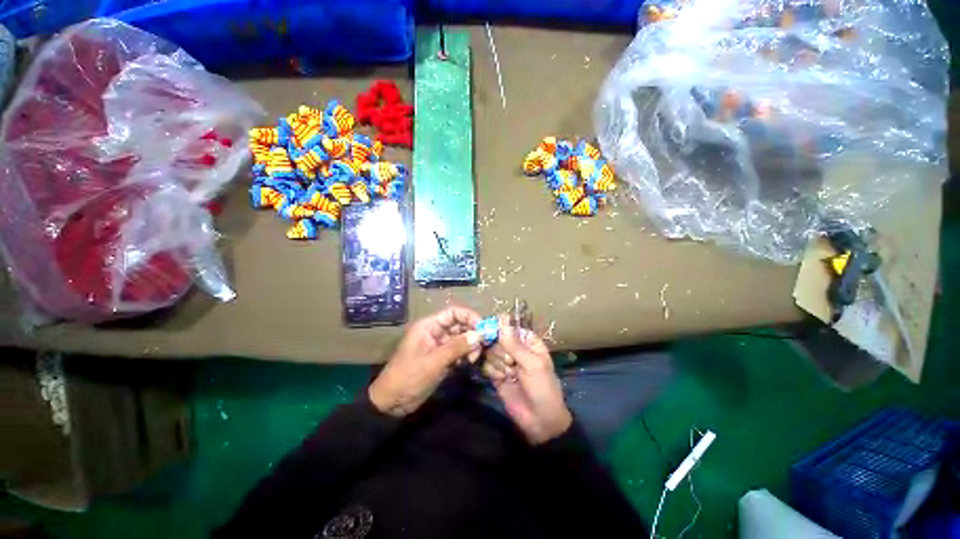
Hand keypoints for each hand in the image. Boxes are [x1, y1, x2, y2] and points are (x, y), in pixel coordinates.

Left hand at [369, 306, 482, 416]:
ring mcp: (439, 345)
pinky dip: (465, 355)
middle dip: (472, 334)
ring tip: (473, 359)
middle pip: (459, 325)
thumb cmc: (409, 377)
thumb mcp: (434, 361)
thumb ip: (457, 347)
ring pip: (461, 338)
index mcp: (429, 326)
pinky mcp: (441, 358)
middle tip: (480, 348)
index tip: (483, 328)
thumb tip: (480, 335)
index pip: (453, 313)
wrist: (392, 403)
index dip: (469, 317)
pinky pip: (458, 351)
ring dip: (470, 346)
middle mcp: (435, 332)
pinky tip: (468, 363)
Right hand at [483, 316, 571, 444]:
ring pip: (490, 351)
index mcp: (528, 342)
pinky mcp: (496, 374)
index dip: (501, 331)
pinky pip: (486, 365)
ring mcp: (505, 361)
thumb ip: (513, 342)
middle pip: (497, 338)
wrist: (539, 422)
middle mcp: (515, 349)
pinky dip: (492, 372)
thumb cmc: (542, 388)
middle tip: (511, 363)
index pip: (509, 327)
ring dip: (498, 363)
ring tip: (509, 374)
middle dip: (501, 351)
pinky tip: (502, 380)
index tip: (496, 337)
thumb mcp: (531, 363)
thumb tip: (501, 317)